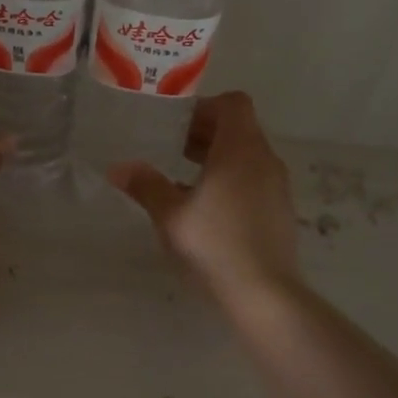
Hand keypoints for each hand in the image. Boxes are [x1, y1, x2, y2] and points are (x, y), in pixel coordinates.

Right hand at [108, 91, 300, 299]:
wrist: (264, 293)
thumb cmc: (214, 244)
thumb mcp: (170, 215)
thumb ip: (145, 186)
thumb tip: (117, 168)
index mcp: (240, 150)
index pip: (234, 104)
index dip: (205, 106)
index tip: (177, 124)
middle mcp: (265, 160)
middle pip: (240, 128)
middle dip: (206, 132)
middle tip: (172, 147)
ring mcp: (277, 186)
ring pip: (247, 155)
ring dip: (218, 157)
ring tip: (184, 176)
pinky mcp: (280, 210)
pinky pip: (254, 179)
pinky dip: (231, 179)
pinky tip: (205, 207)